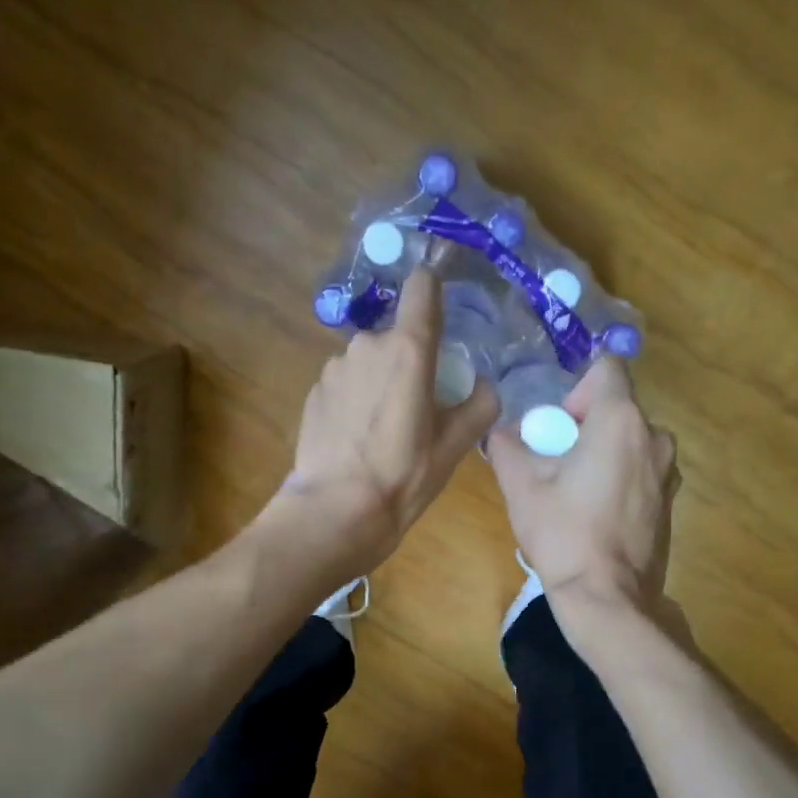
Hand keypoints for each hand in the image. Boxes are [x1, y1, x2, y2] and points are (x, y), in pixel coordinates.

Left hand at [275, 264, 497, 572]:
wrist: (336, 510)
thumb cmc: (404, 476)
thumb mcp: (455, 446)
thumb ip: (479, 405)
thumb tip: (483, 385)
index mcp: (409, 349)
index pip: (422, 287)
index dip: (434, 290)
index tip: (441, 313)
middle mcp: (367, 344)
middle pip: (398, 335)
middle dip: (410, 360)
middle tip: (419, 406)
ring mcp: (335, 366)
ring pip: (370, 360)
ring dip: (381, 380)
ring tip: (385, 429)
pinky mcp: (314, 389)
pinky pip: (346, 381)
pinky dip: (356, 398)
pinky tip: (357, 438)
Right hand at [489, 356, 679, 614]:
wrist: (608, 597)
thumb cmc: (564, 534)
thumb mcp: (520, 486)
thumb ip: (507, 446)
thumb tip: (504, 433)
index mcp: (621, 421)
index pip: (606, 368)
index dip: (576, 388)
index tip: (558, 426)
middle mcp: (654, 437)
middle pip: (616, 408)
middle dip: (583, 426)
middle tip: (555, 464)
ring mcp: (668, 471)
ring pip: (628, 440)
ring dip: (601, 453)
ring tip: (573, 492)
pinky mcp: (670, 501)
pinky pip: (640, 469)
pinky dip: (618, 477)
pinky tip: (595, 514)